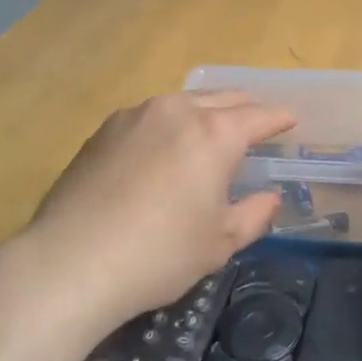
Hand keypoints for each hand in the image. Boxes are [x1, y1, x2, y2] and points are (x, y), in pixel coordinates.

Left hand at [23, 91, 292, 325]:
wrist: (71, 261)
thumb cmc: (159, 254)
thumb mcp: (218, 243)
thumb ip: (253, 215)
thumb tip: (270, 197)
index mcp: (215, 134)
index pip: (259, 117)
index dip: (279, 119)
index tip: (290, 120)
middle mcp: (178, 111)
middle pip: (223, 99)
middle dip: (245, 108)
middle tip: (256, 123)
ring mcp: (137, 115)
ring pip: (184, 102)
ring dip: (205, 111)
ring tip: (210, 130)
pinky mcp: (105, 129)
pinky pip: (151, 116)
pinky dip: (169, 123)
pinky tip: (163, 147)